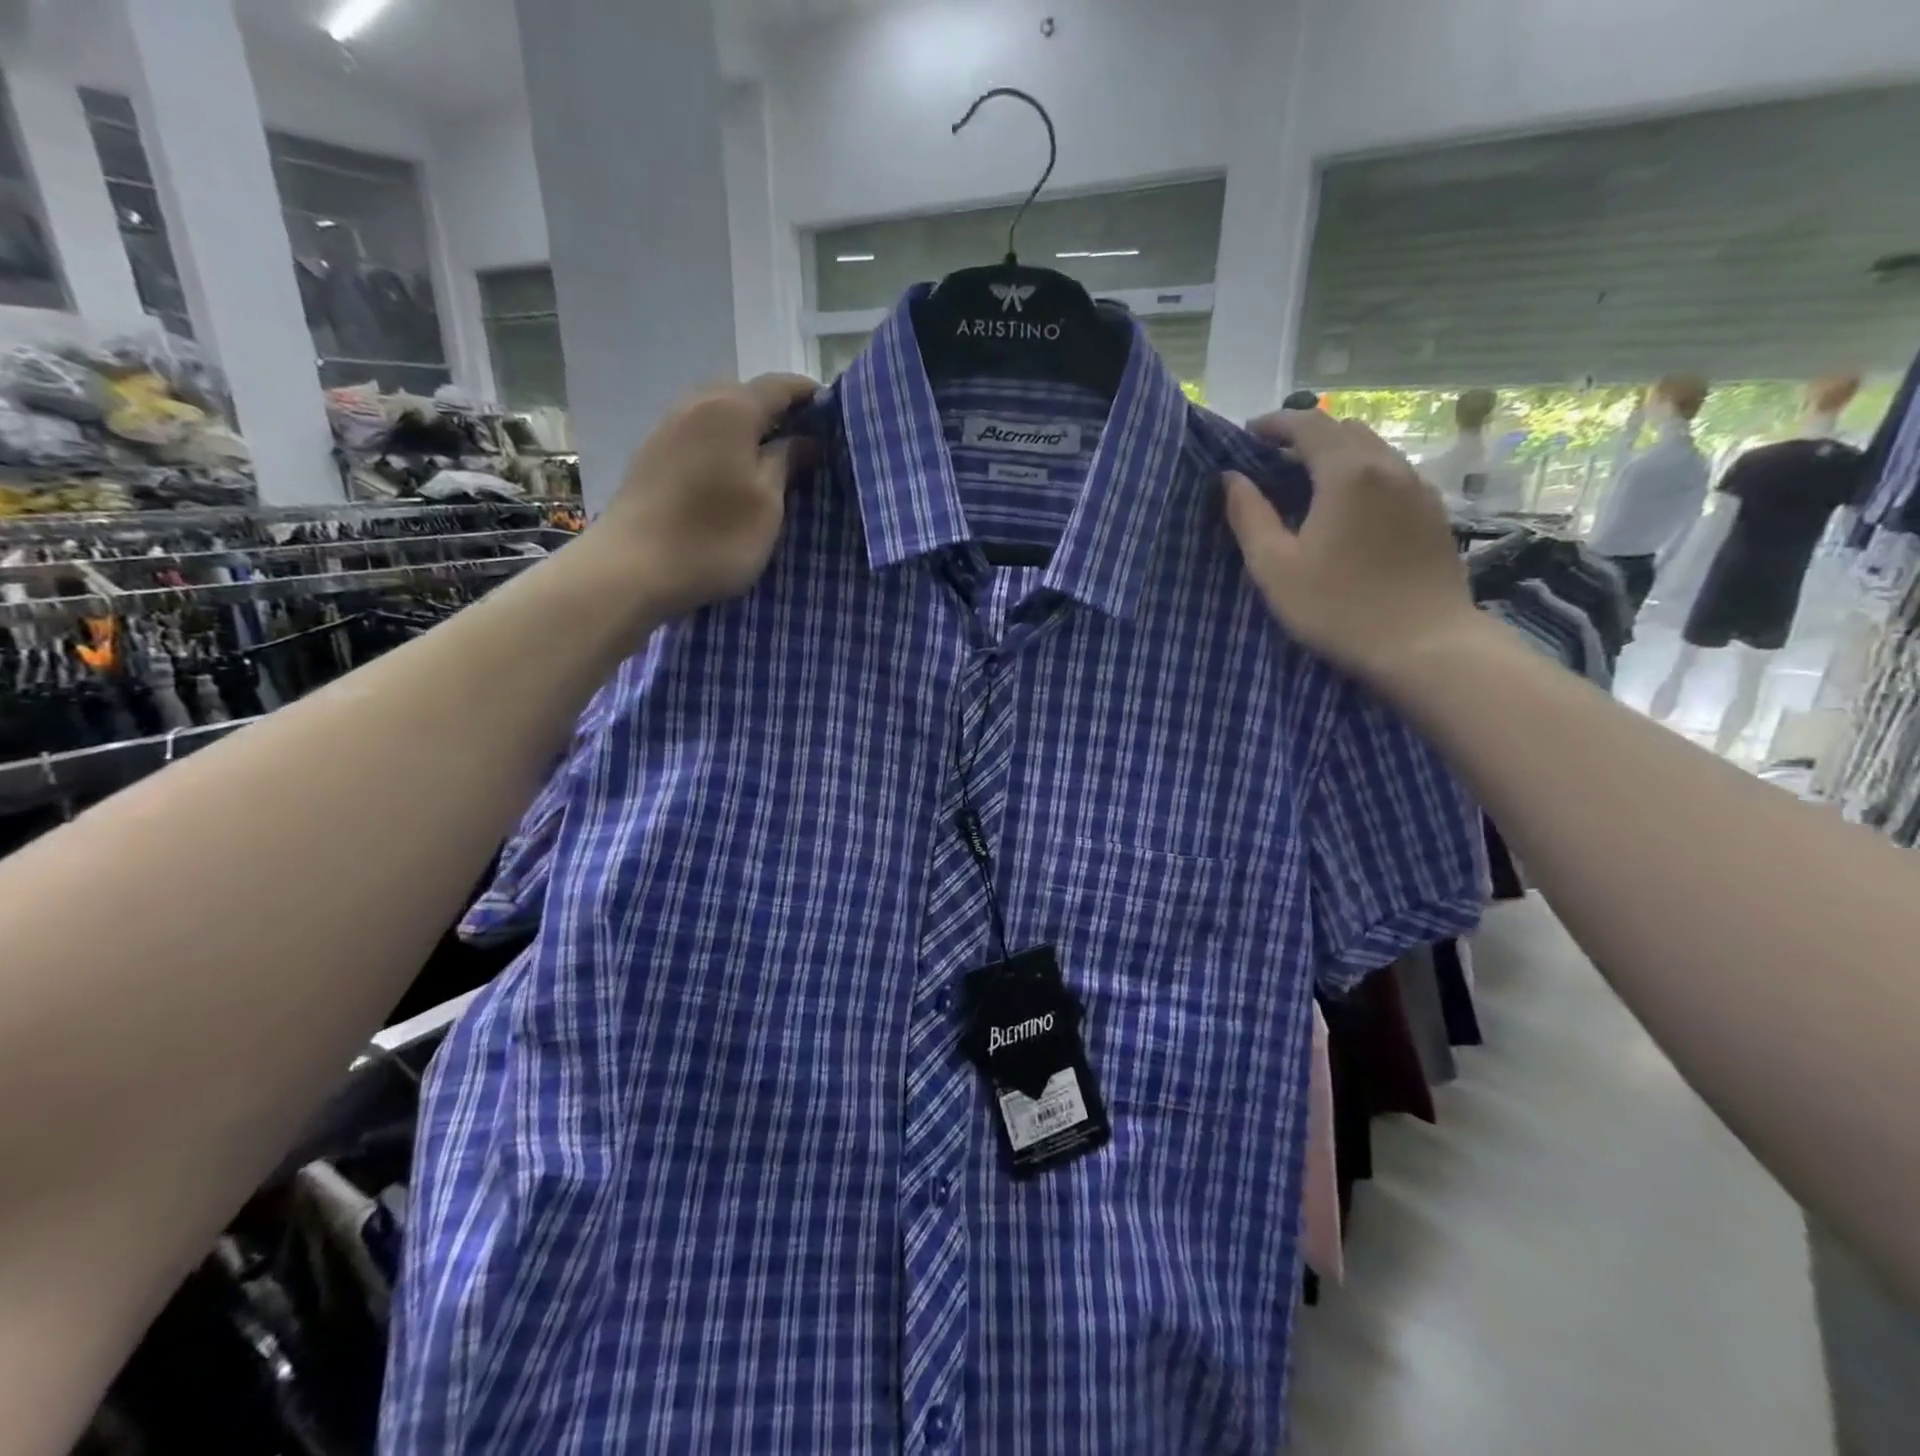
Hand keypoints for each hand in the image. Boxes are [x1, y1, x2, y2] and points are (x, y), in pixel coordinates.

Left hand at [585, 373, 819, 618]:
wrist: (632, 569)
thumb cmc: (714, 537)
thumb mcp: (767, 504)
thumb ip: (787, 462)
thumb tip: (806, 440)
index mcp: (731, 409)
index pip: (781, 386)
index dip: (811, 396)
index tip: (837, 418)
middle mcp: (696, 404)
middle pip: (746, 394)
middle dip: (778, 412)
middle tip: (805, 445)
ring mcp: (668, 427)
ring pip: (718, 413)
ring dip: (748, 430)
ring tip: (771, 462)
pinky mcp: (651, 454)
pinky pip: (698, 434)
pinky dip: (722, 444)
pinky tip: (732, 474)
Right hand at [1223, 409, 1483, 683]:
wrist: (1424, 644)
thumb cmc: (1338, 608)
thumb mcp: (1275, 568)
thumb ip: (1249, 516)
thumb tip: (1230, 479)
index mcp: (1346, 473)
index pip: (1308, 425)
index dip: (1274, 424)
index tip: (1247, 436)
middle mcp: (1388, 466)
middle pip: (1344, 429)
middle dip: (1306, 436)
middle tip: (1274, 461)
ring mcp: (1419, 488)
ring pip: (1373, 450)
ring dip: (1337, 454)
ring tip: (1309, 483)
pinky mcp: (1434, 513)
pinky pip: (1394, 474)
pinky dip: (1364, 475)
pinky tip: (1350, 509)